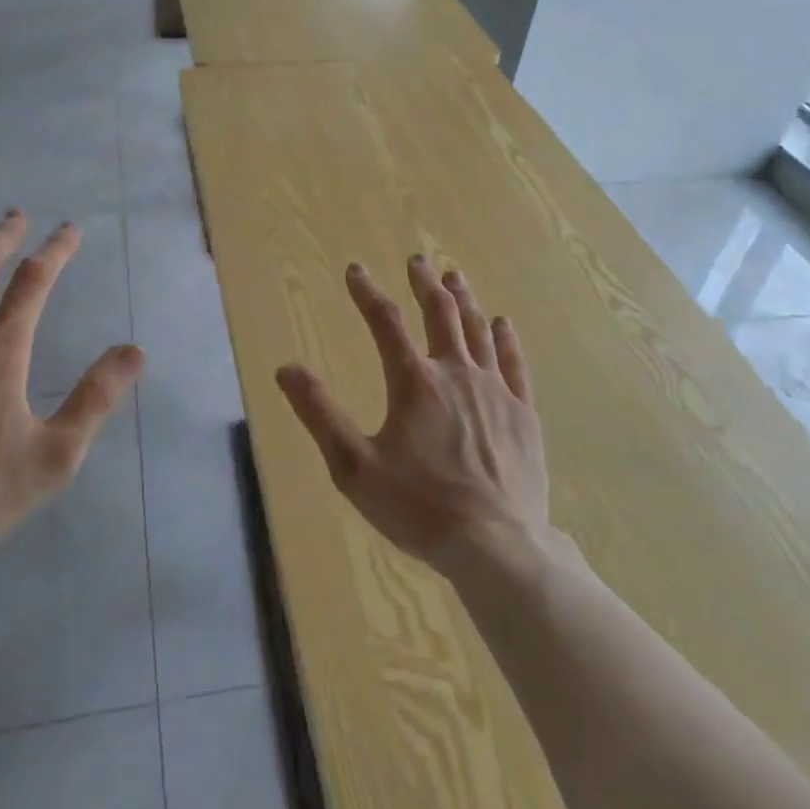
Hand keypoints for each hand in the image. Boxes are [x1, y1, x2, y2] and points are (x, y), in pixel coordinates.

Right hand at [277, 257, 549, 577]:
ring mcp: (495, 391)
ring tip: (454, 276)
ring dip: (464, 300)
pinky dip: (506, 339)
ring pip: (478, 330)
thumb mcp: (354, 466)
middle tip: (417, 261)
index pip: (385, 321)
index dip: (367, 292)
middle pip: (440, 313)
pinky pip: (514, 363)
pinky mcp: (523, 414)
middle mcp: (456, 373)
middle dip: (425, 284)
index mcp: (414, 382)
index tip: (355, 270)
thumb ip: (319, 414)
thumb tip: (286, 369)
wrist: (498, 546)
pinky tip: (503, 323)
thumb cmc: (420, 507)